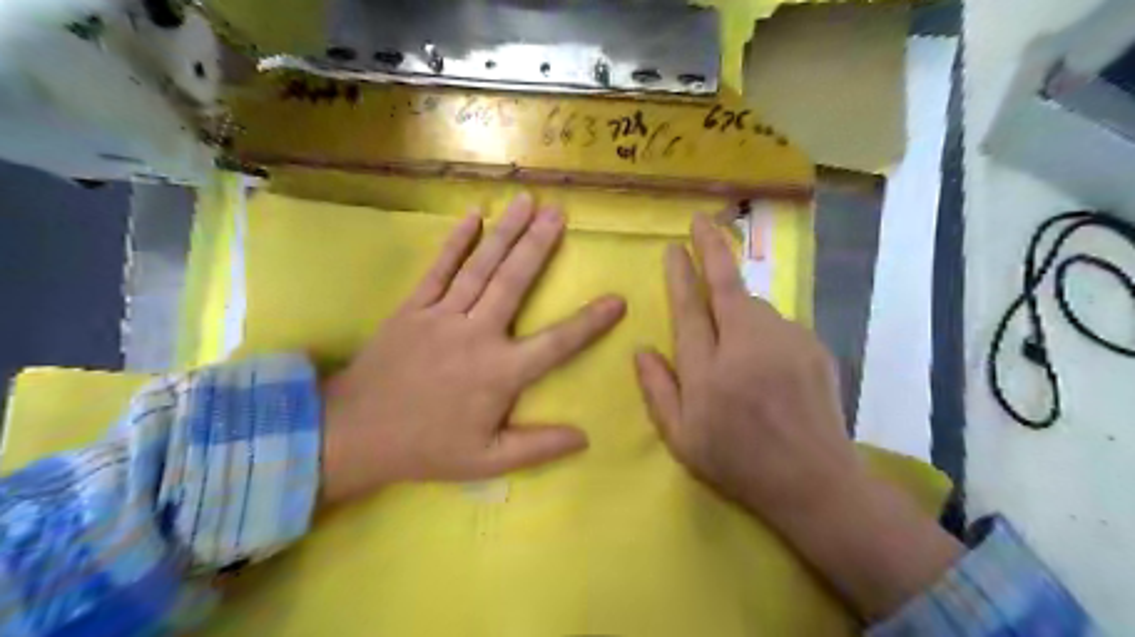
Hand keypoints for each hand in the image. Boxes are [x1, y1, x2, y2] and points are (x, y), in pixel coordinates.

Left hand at [322, 193, 630, 508]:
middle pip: (514, 283)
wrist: (354, 434)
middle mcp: (475, 335)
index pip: (556, 344)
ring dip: (506, 233)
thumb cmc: (427, 448)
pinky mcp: (413, 308)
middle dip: (539, 246)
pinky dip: (456, 242)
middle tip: (560, 213)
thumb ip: (538, 447)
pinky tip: (473, 216)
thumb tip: (584, 437)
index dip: (589, 323)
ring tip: (528, 202)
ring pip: (480, 268)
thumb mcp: (487, 461)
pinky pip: (438, 269)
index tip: (616, 300)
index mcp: (499, 374)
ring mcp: (441, 316)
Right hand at [634, 215, 855, 523]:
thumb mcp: (682, 438)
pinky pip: (779, 325)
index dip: (679, 275)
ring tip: (738, 346)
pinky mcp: (813, 346)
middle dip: (711, 249)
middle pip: (726, 286)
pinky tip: (766, 363)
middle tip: (700, 220)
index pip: (688, 309)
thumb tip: (641, 348)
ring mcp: (785, 342)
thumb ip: (658, 390)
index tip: (672, 248)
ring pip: (755, 305)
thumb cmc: (738, 462)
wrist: (814, 481)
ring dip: (739, 306)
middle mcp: (746, 346)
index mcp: (708, 371)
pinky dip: (764, 331)